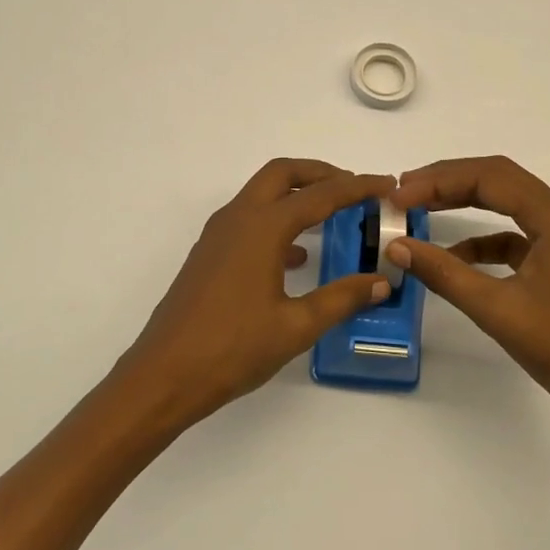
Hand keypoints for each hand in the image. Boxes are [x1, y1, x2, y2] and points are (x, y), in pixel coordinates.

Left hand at [114, 159, 393, 428]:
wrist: (163, 376)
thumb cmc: (232, 349)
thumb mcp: (296, 327)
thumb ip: (341, 299)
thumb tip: (381, 282)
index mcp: (262, 228)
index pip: (320, 195)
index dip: (357, 187)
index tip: (386, 184)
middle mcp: (238, 219)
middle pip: (282, 174)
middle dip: (320, 173)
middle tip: (354, 187)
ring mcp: (219, 234)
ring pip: (262, 193)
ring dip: (297, 194)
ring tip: (332, 214)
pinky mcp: (209, 254)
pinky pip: (250, 219)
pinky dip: (278, 220)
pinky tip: (298, 255)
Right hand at [388, 156, 549, 414]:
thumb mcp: (496, 309)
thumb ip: (444, 273)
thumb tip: (396, 246)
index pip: (490, 177)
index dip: (440, 181)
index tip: (400, 195)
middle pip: (499, 180)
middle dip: (449, 181)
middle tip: (405, 190)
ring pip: (507, 202)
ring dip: (464, 202)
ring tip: (422, 208)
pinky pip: (515, 233)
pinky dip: (483, 237)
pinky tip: (454, 253)